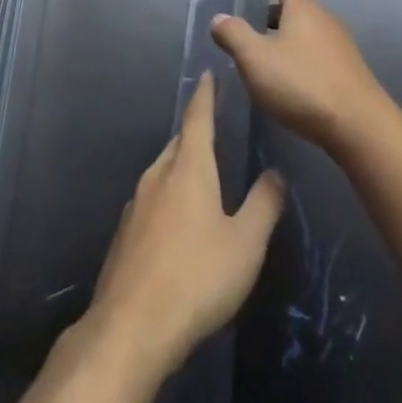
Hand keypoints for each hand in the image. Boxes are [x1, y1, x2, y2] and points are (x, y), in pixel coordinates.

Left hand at [84, 72, 284, 379]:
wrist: (131, 327)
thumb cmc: (197, 277)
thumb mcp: (245, 243)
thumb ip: (264, 205)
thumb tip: (276, 173)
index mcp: (188, 169)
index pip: (198, 118)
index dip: (206, 95)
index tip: (209, 75)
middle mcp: (158, 177)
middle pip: (178, 144)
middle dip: (196, 132)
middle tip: (215, 127)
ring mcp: (136, 205)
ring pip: (163, 171)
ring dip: (181, 165)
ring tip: (201, 172)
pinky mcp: (125, 235)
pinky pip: (151, 200)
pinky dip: (168, 195)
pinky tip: (178, 221)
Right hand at [211, 0, 390, 153]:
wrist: (359, 125)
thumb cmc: (302, 83)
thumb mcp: (256, 59)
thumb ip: (234, 34)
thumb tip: (219, 17)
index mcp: (304, 8)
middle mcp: (325, 19)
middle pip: (296, 7)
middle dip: (270, 13)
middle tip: (245, 25)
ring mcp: (340, 45)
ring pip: (307, 32)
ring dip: (284, 38)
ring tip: (260, 55)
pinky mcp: (348, 71)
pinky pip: (317, 53)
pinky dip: (299, 57)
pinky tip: (286, 80)